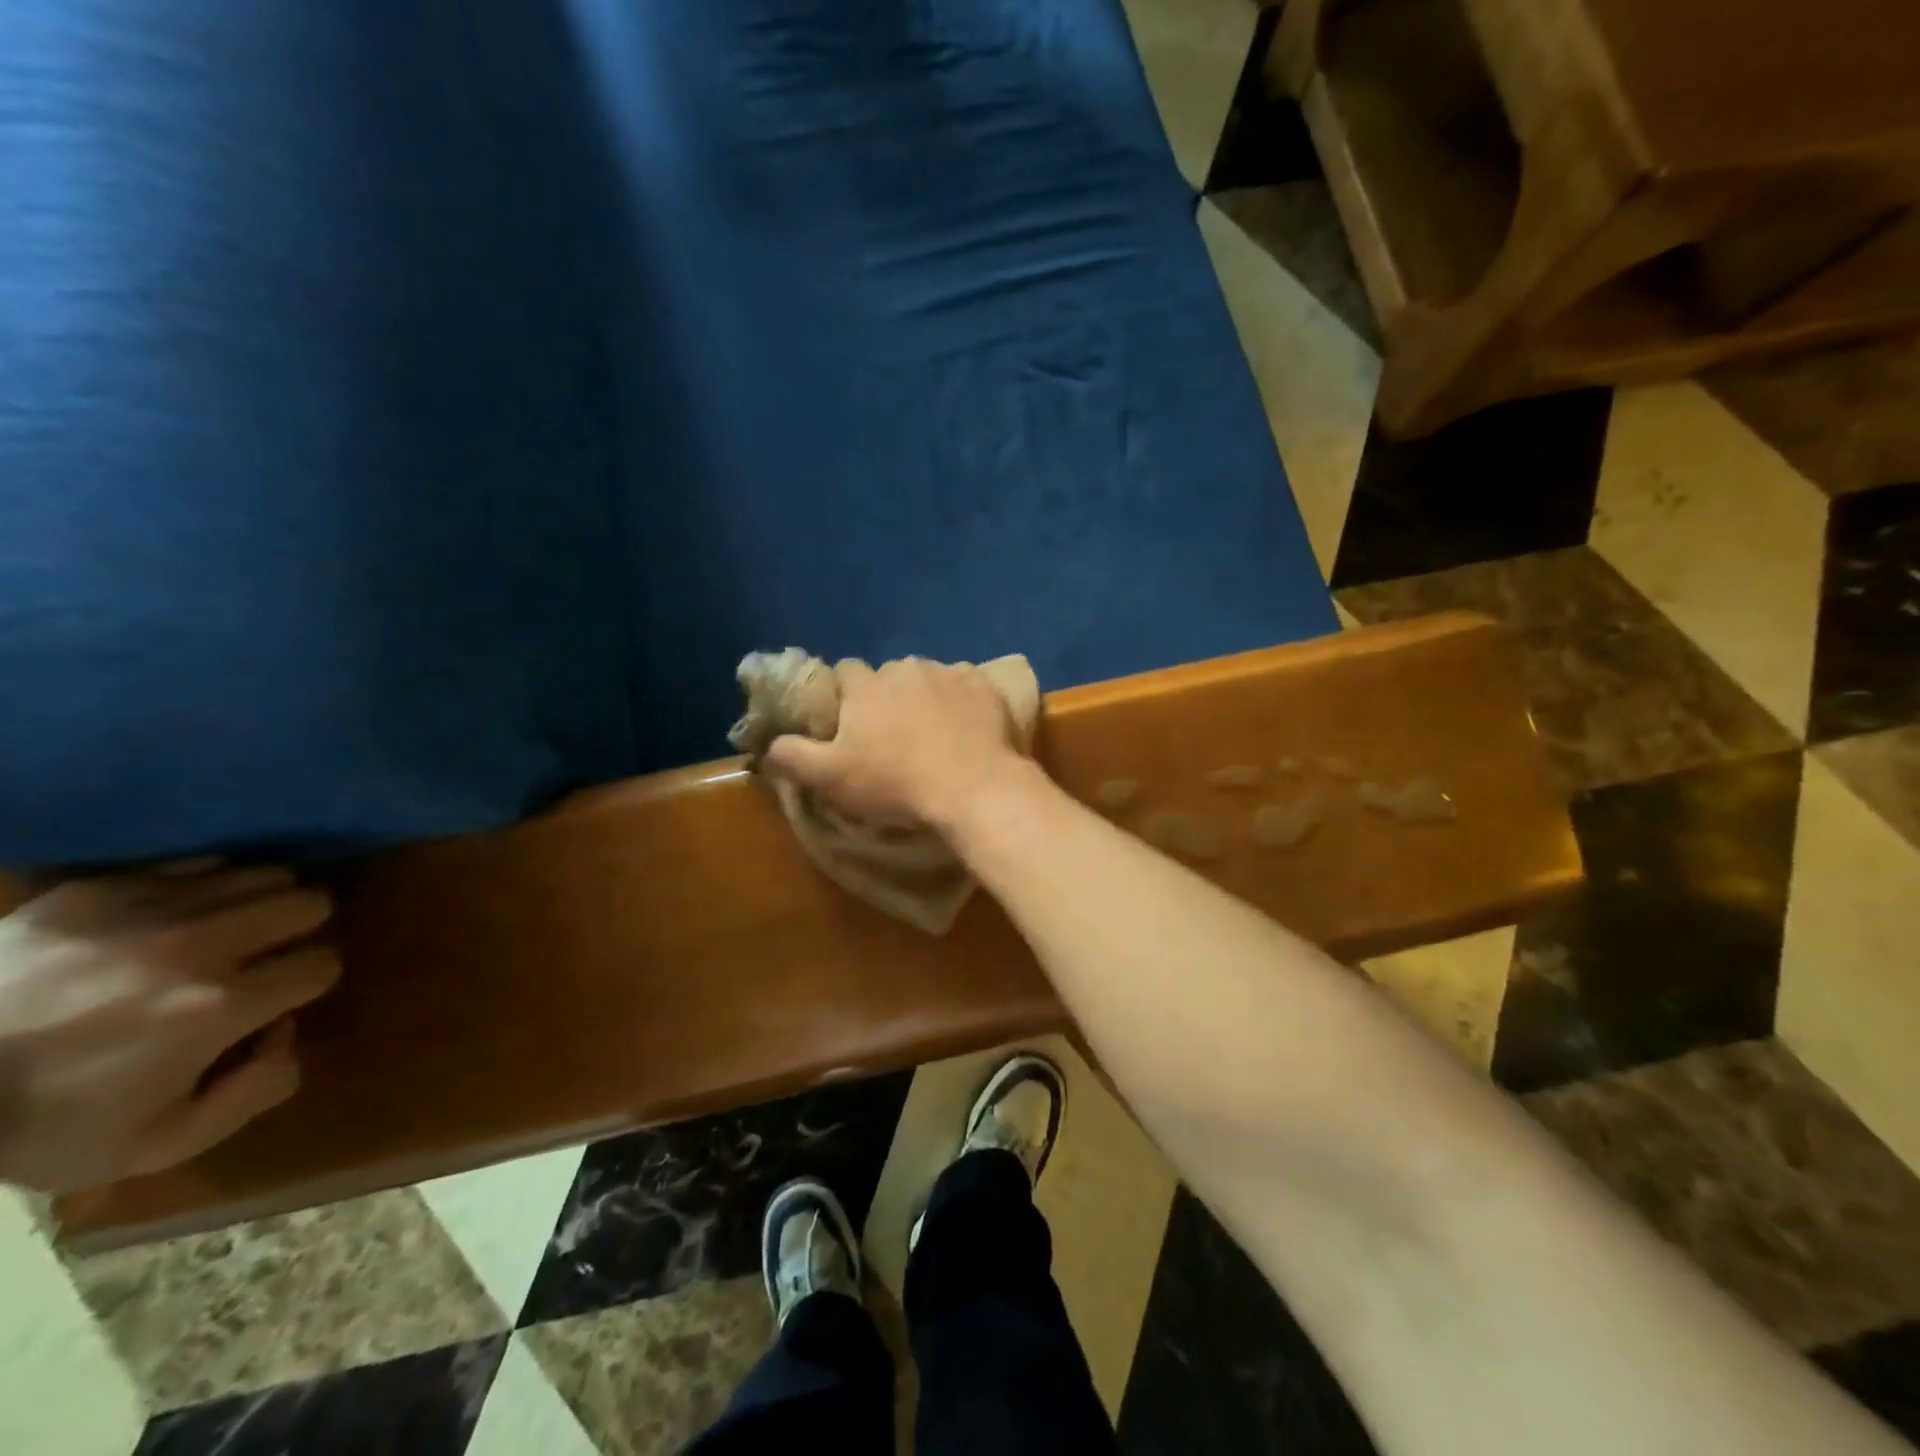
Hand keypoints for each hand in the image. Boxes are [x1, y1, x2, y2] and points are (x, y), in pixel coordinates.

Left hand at [0, 864, 337, 1191]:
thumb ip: (253, 1094)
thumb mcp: (156, 1145)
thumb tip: (288, 1036)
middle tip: (267, 954)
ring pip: (263, 875)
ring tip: (227, 930)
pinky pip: (195, 864)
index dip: (310, 983)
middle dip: (301, 930)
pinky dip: (204, 887)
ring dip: (259, 903)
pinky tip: (175, 916)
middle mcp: (200, 946)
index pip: (322, 964)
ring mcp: (147, 910)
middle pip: (309, 903)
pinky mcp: (99, 890)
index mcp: (219, 1007)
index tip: (280, 999)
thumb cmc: (39, 1123)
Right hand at [765, 657, 1027, 829]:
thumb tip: (769, 744)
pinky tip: (965, 728)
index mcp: (866, 685)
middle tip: (893, 735)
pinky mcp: (984, 685)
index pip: (845, 672)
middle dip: (887, 697)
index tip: (849, 722)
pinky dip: (961, 701)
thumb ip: (793, 756)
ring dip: (924, 697)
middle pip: (888, 675)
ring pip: (927, 678)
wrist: (975, 788)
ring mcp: (949, 672)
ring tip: (933, 733)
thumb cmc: (897, 783)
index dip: (844, 695)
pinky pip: (965, 685)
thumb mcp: (831, 779)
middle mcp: (905, 667)